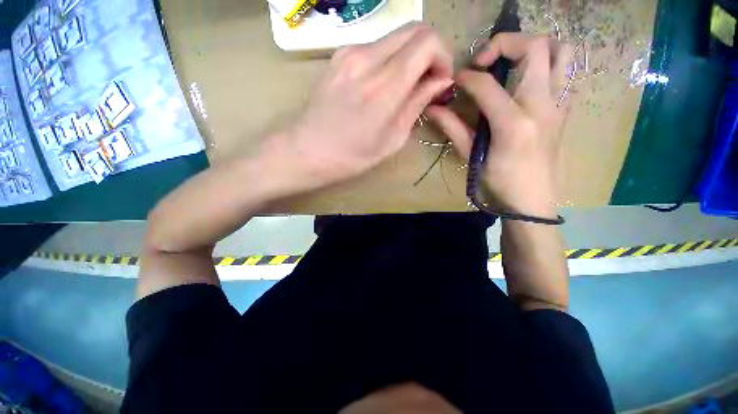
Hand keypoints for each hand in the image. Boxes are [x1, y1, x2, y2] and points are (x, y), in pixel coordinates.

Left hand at [265, 23, 453, 191]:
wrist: (309, 151)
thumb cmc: (352, 156)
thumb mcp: (392, 139)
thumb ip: (417, 104)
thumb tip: (440, 81)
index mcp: (384, 86)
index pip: (428, 41)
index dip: (443, 56)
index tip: (440, 80)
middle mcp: (367, 58)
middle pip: (414, 29)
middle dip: (429, 51)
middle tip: (427, 80)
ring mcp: (348, 53)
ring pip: (395, 36)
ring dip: (408, 55)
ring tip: (403, 86)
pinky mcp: (338, 56)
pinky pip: (375, 46)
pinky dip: (389, 59)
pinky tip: (382, 84)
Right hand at [426, 34, 572, 217]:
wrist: (533, 201)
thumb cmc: (499, 183)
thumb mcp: (472, 157)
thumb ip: (453, 129)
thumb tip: (434, 109)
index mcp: (513, 123)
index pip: (487, 84)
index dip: (467, 77)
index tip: (456, 80)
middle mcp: (542, 105)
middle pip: (536, 47)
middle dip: (505, 43)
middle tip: (485, 61)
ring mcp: (559, 105)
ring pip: (563, 51)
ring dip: (537, 46)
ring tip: (513, 60)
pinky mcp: (565, 110)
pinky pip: (566, 72)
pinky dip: (548, 64)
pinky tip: (527, 81)